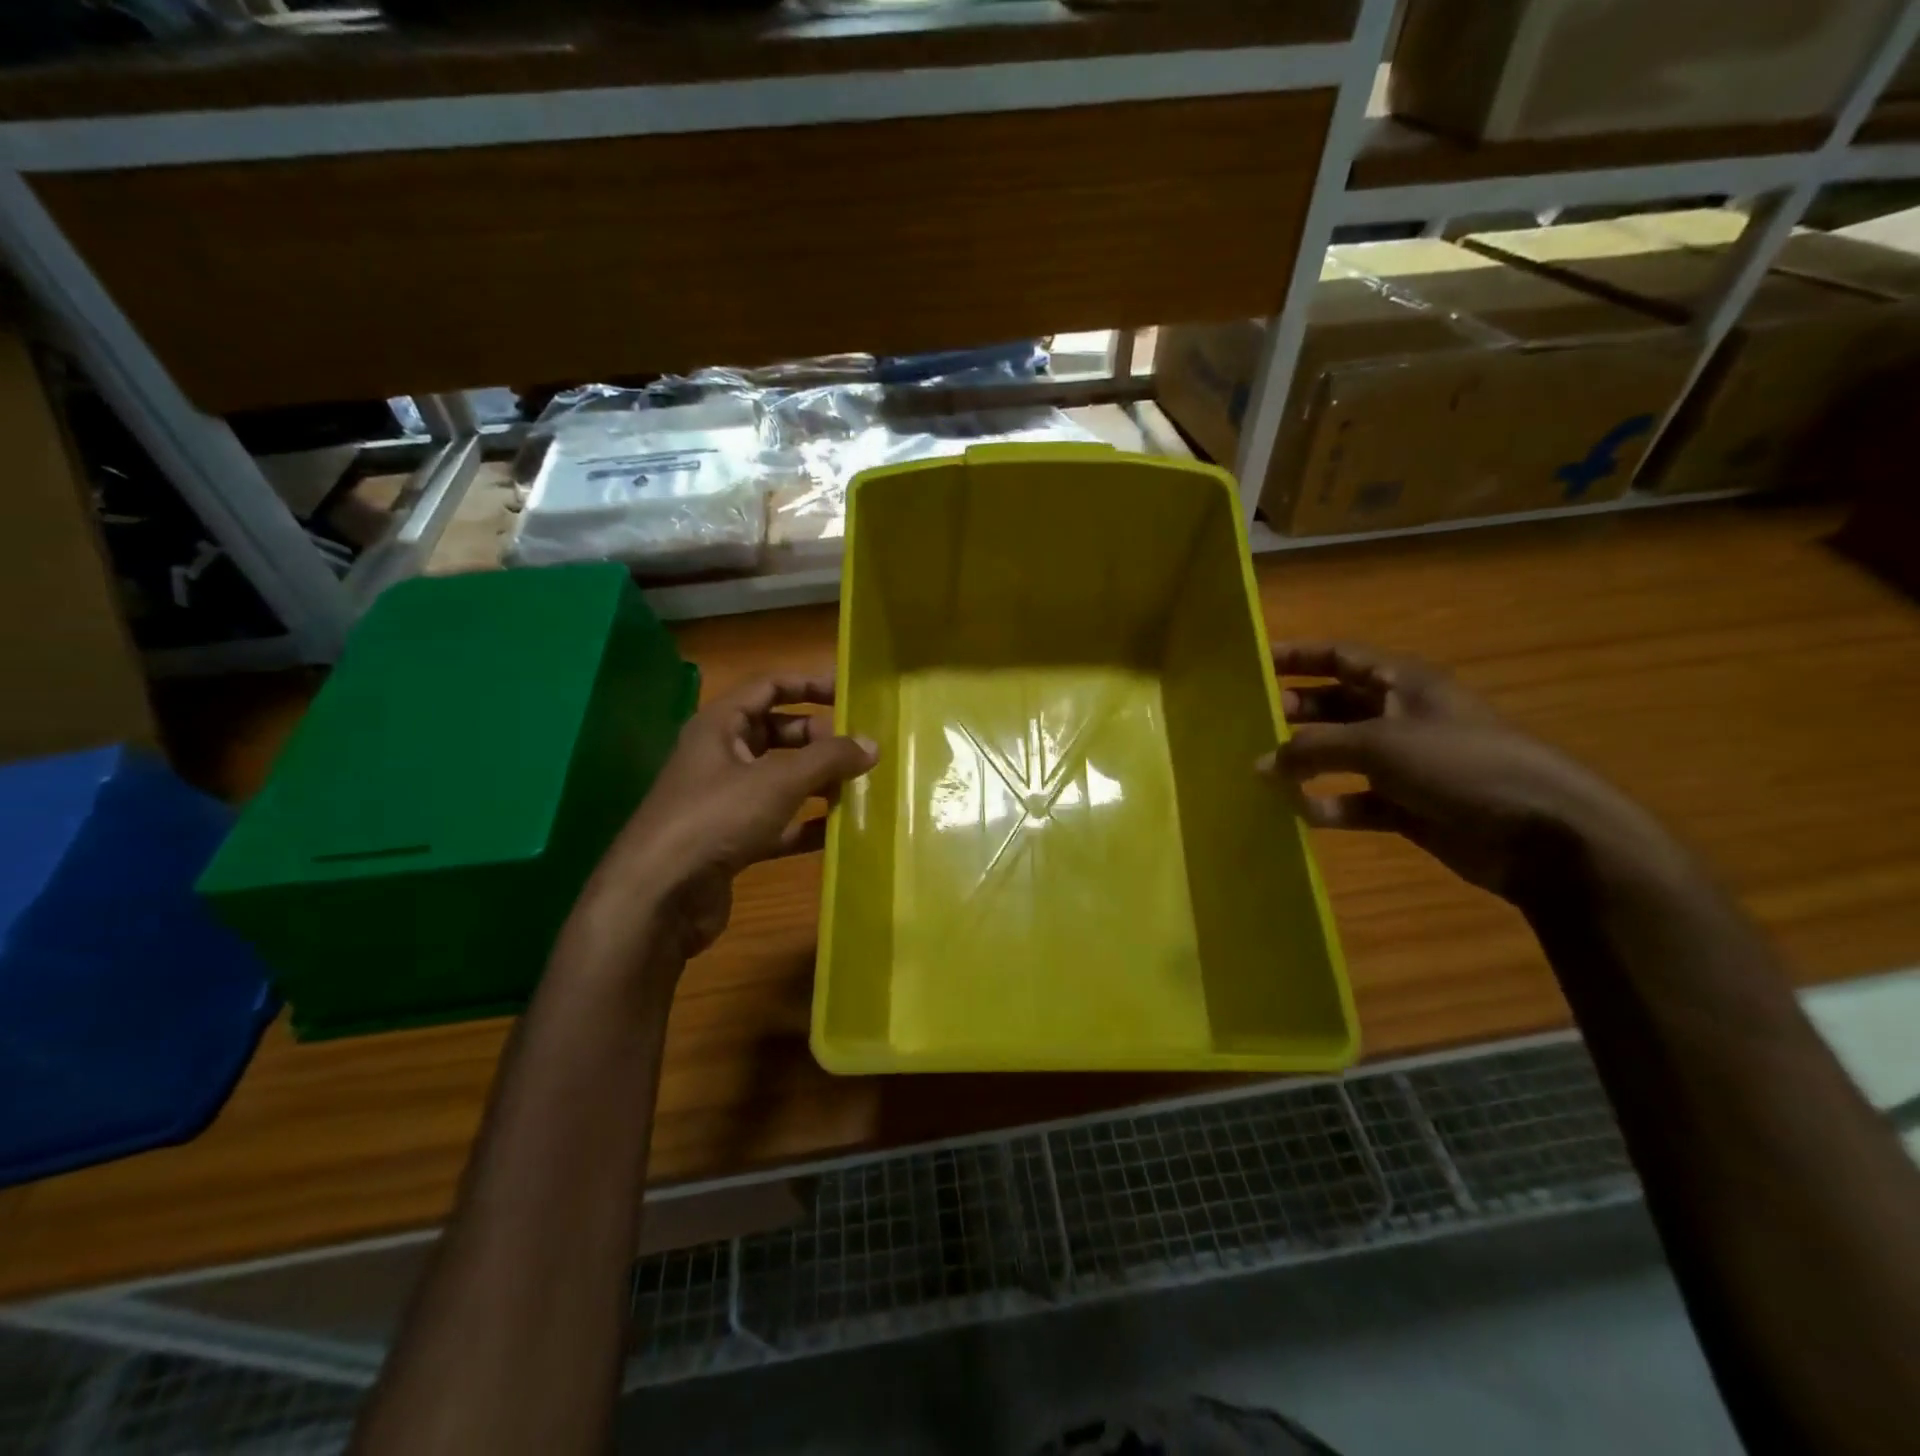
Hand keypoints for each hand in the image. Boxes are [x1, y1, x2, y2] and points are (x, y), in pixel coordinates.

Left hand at [578, 673, 876, 964]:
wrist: (659, 896)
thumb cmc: (716, 818)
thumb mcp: (778, 781)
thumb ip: (827, 759)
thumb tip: (872, 744)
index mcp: (720, 725)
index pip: (769, 687)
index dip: (809, 684)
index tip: (849, 694)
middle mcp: (720, 756)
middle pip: (777, 733)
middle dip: (818, 738)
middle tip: (859, 750)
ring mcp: (725, 800)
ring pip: (780, 779)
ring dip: (816, 781)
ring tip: (859, 786)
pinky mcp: (731, 839)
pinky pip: (778, 822)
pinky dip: (806, 823)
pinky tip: (839, 831)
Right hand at [1265, 643, 1658, 901]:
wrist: (1541, 832)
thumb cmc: (1460, 764)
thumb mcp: (1379, 745)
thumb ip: (1313, 749)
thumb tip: (1259, 765)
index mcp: (1401, 683)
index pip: (1339, 656)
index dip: (1296, 655)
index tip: (1251, 663)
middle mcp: (1399, 716)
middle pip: (1334, 704)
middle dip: (1293, 710)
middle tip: (1247, 722)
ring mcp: (1405, 762)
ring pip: (1340, 754)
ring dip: (1304, 762)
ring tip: (1260, 771)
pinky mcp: (1407, 804)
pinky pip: (1354, 799)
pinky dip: (1328, 804)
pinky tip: (1299, 813)